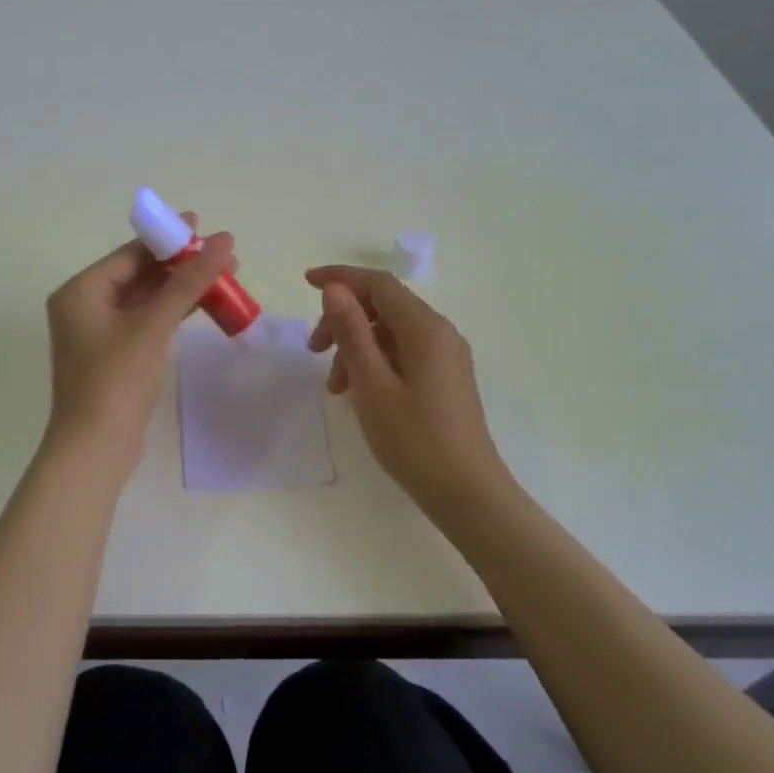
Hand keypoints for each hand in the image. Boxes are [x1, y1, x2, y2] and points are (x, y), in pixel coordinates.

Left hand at [45, 217, 237, 454]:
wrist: (95, 448)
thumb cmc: (116, 379)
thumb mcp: (153, 325)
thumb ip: (188, 281)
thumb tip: (224, 241)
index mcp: (81, 291)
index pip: (130, 253)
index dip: (169, 238)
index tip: (204, 226)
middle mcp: (84, 306)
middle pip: (139, 273)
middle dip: (181, 265)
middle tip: (225, 257)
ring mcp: (98, 333)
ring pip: (145, 298)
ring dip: (181, 289)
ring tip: (225, 278)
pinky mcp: (114, 355)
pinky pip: (146, 321)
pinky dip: (172, 312)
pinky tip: (203, 306)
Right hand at [305, 266, 519, 528]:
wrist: (467, 494)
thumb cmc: (415, 440)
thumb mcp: (372, 384)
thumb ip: (352, 331)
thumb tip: (335, 289)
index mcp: (425, 328)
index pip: (378, 284)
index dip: (341, 278)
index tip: (305, 283)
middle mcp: (440, 333)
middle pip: (384, 306)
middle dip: (343, 319)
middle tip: (313, 350)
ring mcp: (445, 356)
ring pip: (390, 332)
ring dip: (356, 346)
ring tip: (336, 387)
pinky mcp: (445, 377)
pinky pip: (402, 353)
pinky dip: (374, 362)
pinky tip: (358, 392)